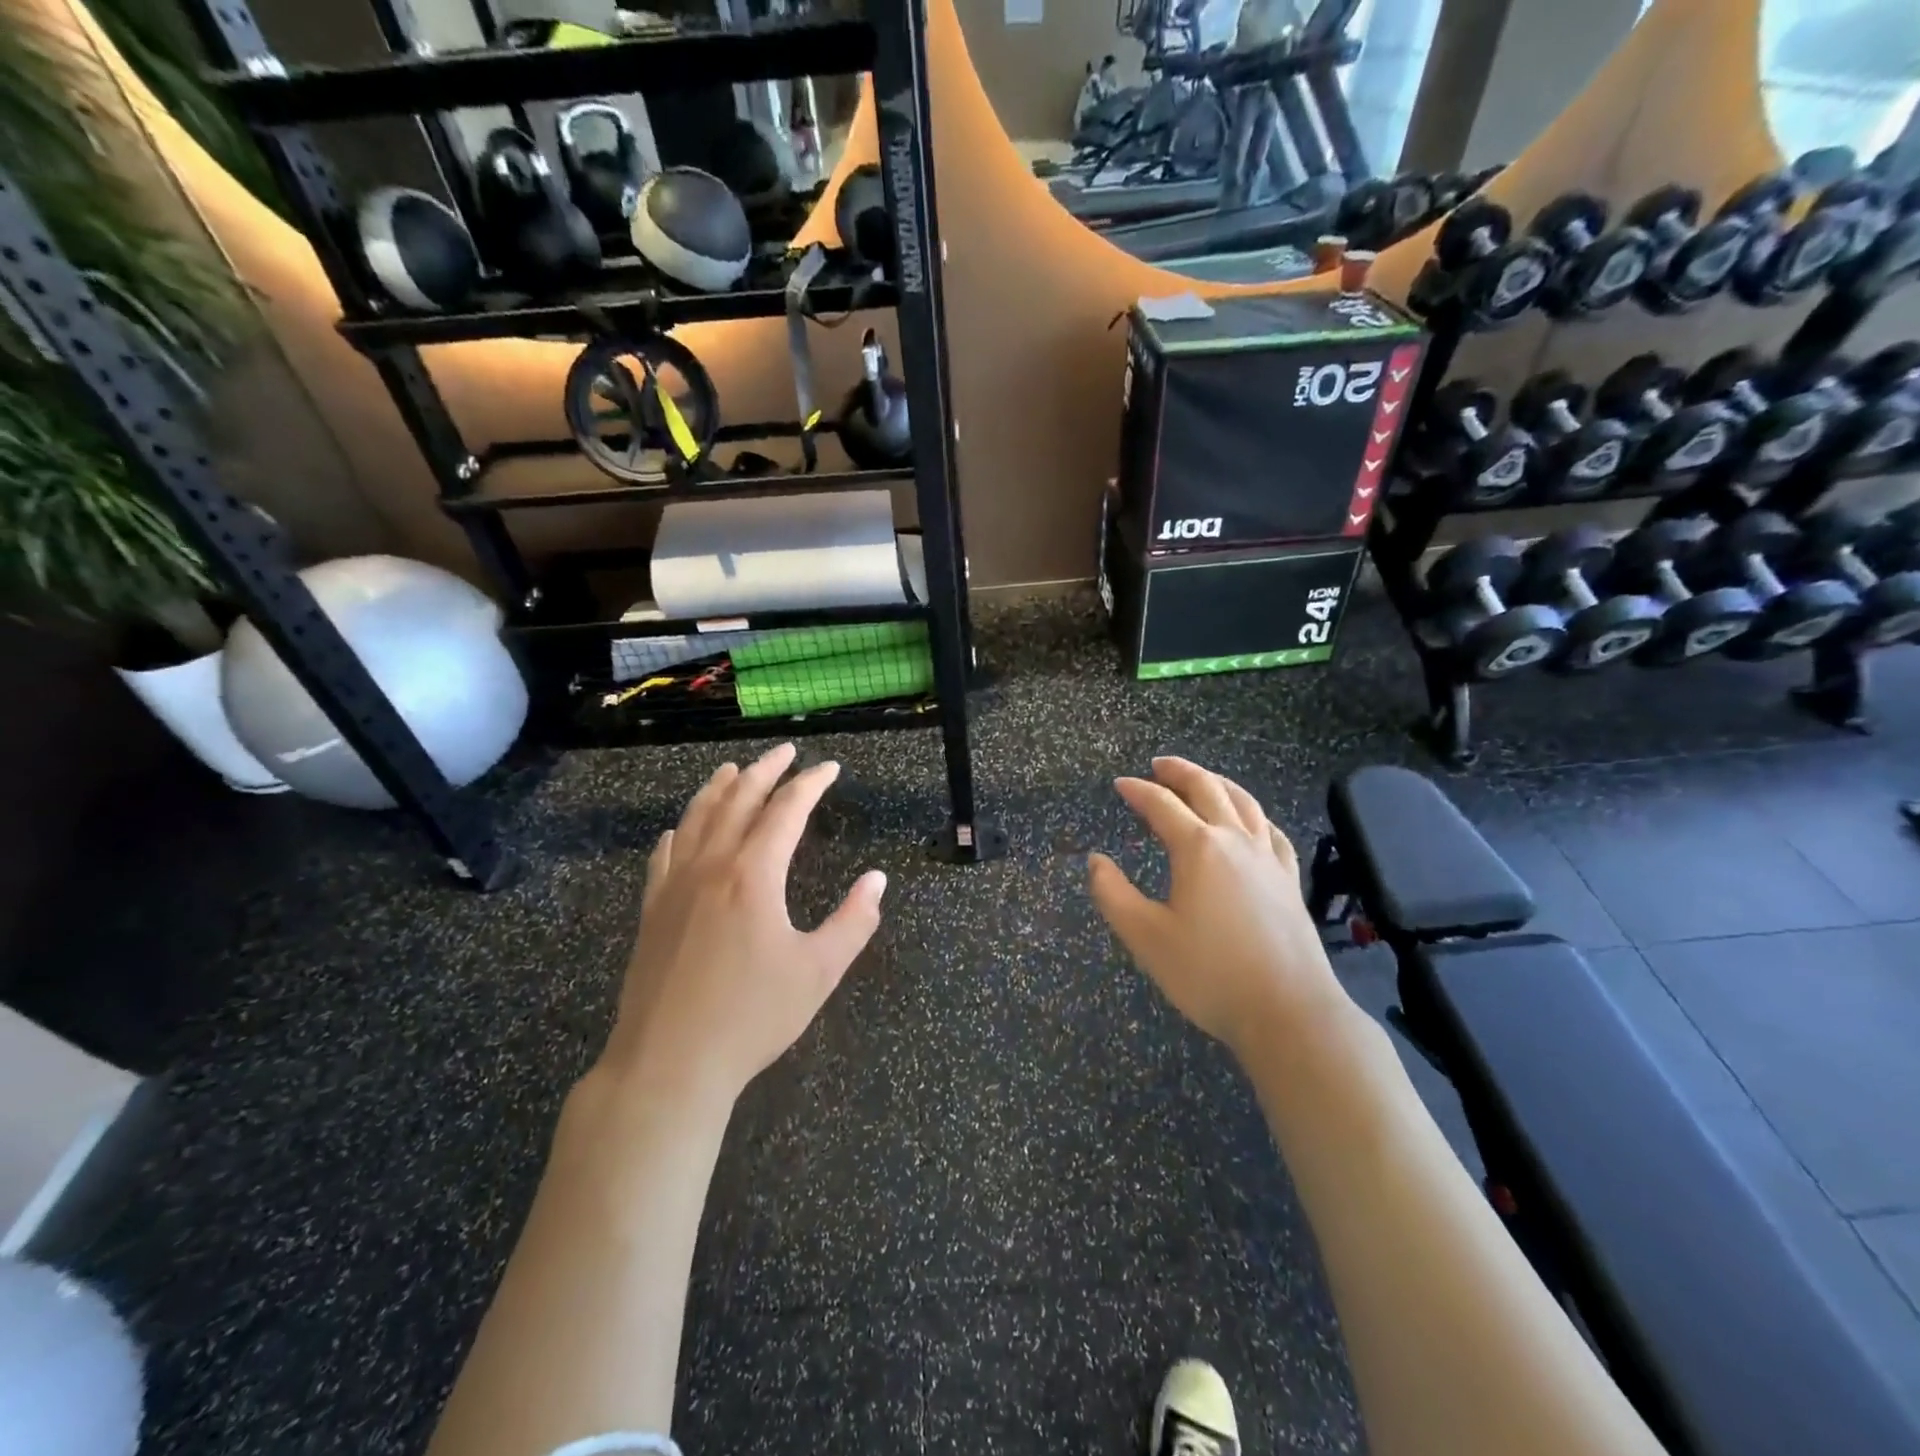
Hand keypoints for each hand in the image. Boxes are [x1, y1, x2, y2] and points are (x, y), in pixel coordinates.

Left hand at [597, 743, 885, 1107]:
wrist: (668, 1063)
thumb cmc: (752, 1017)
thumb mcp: (819, 972)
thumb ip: (853, 921)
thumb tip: (877, 880)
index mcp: (754, 874)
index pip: (787, 810)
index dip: (811, 784)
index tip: (829, 768)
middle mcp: (711, 866)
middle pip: (738, 800)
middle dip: (765, 771)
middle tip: (785, 752)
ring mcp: (674, 886)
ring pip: (697, 818)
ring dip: (719, 788)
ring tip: (734, 770)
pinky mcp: (651, 910)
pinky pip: (664, 854)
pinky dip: (680, 830)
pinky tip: (680, 828)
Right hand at [1088, 756, 1347, 1058]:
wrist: (1288, 1011)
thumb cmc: (1209, 974)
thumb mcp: (1146, 937)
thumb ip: (1113, 895)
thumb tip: (1095, 860)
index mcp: (1198, 848)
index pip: (1161, 804)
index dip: (1138, 790)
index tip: (1120, 784)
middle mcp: (1235, 841)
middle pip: (1207, 789)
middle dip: (1179, 772)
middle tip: (1158, 765)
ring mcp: (1268, 859)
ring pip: (1244, 802)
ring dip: (1218, 783)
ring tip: (1202, 779)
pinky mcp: (1289, 880)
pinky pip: (1271, 831)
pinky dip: (1254, 814)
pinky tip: (1250, 821)